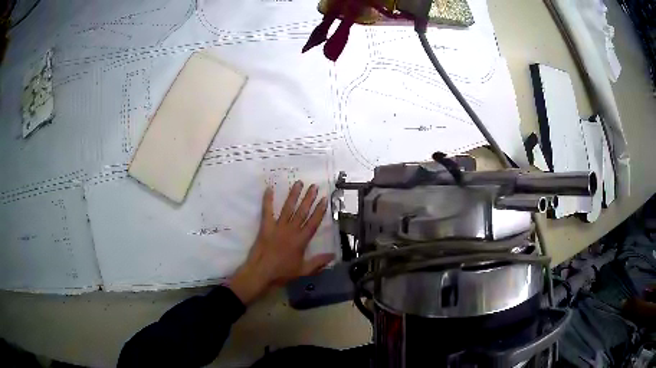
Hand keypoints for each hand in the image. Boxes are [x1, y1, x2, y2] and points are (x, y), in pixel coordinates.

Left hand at [230, 181, 334, 304]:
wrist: (261, 273)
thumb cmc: (282, 273)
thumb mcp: (303, 270)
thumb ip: (318, 262)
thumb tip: (333, 255)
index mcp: (301, 240)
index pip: (313, 223)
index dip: (319, 211)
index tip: (324, 199)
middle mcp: (291, 231)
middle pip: (302, 212)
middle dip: (308, 198)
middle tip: (313, 186)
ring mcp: (278, 227)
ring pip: (288, 208)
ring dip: (293, 195)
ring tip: (298, 183)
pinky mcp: (265, 227)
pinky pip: (267, 211)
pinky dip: (268, 200)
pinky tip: (269, 189)